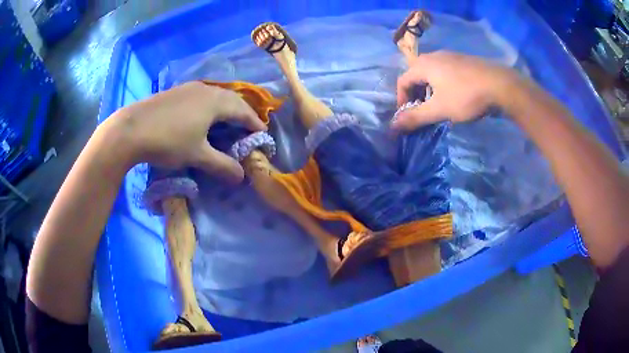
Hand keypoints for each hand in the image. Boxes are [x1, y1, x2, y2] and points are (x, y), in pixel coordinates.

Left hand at [103, 81, 265, 182]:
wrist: (130, 129)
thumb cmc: (168, 141)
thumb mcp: (197, 155)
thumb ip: (222, 165)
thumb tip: (241, 177)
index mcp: (216, 102)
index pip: (243, 111)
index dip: (255, 123)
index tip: (262, 135)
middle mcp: (206, 89)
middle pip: (232, 100)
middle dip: (242, 114)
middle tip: (247, 129)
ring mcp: (189, 88)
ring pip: (216, 96)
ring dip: (226, 109)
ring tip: (227, 122)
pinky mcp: (176, 92)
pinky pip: (202, 96)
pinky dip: (210, 106)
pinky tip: (203, 117)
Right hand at [393, 51, 520, 130]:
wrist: (501, 85)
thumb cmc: (466, 96)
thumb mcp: (439, 109)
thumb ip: (415, 117)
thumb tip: (392, 127)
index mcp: (423, 64)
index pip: (402, 81)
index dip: (401, 100)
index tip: (409, 117)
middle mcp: (434, 55)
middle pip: (416, 76)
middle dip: (416, 95)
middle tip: (423, 112)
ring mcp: (451, 56)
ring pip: (432, 74)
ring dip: (429, 91)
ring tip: (439, 106)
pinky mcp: (464, 61)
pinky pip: (445, 72)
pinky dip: (442, 85)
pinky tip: (455, 97)